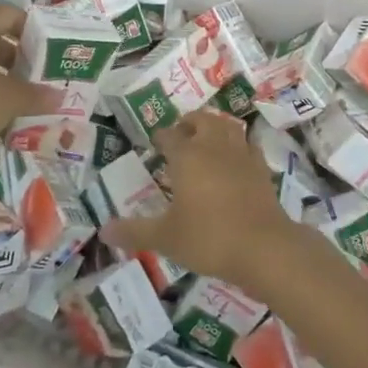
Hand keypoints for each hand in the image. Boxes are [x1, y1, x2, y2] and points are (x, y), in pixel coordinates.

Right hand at [100, 112, 302, 294]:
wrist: (264, 247)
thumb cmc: (209, 238)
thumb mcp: (165, 238)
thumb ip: (134, 232)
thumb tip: (103, 231)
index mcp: (187, 156)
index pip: (170, 136)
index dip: (161, 138)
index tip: (155, 145)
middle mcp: (214, 147)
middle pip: (202, 120)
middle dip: (189, 123)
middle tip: (181, 135)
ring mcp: (242, 155)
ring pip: (228, 127)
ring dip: (215, 128)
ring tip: (207, 141)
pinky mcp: (262, 169)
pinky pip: (248, 146)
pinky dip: (238, 146)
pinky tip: (235, 160)